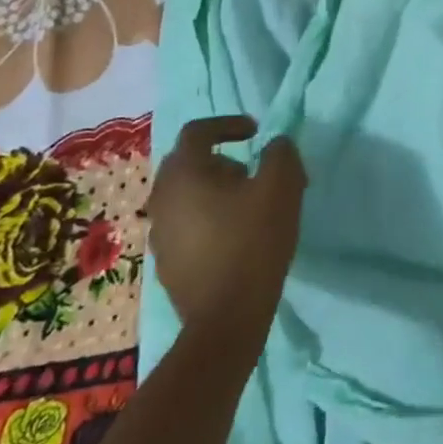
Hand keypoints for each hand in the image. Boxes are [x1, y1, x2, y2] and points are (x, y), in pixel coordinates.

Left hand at [146, 116, 305, 334]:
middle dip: (223, 160)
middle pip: (189, 163)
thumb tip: (274, 145)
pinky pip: (187, 224)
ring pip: (187, 195)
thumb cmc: (253, 243)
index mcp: (184, 174)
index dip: (228, 124)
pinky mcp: (167, 262)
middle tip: (254, 173)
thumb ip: (281, 154)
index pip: (197, 131)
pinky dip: (210, 218)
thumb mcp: (282, 188)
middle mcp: (162, 198)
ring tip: (251, 207)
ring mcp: (160, 233)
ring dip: (216, 190)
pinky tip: (237, 238)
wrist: (226, 319)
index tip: (255, 132)